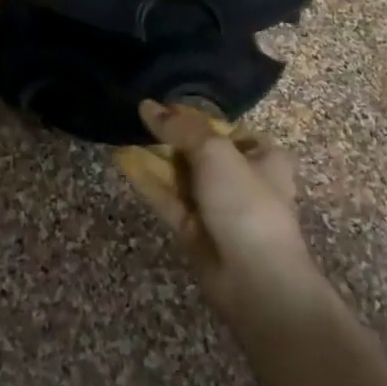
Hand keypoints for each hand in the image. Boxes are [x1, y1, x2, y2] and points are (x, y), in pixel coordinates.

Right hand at [114, 100, 319, 314]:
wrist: (256, 280)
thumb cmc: (246, 203)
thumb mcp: (216, 153)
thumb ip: (181, 128)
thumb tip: (148, 105)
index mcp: (263, 157)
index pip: (224, 129)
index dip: (193, 118)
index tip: (162, 108)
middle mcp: (243, 179)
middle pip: (199, 151)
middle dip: (169, 138)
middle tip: (137, 121)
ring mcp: (217, 207)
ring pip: (181, 176)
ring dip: (154, 158)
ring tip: (122, 134)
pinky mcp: (195, 231)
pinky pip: (169, 199)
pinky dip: (148, 181)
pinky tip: (123, 160)